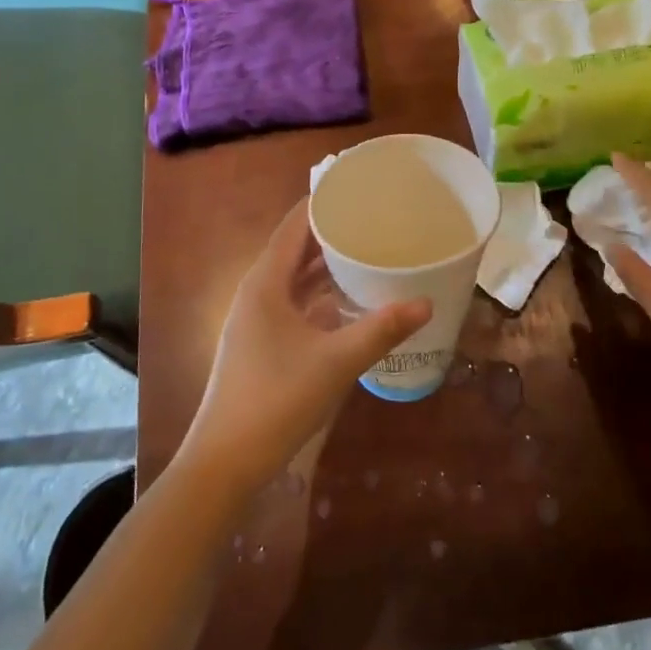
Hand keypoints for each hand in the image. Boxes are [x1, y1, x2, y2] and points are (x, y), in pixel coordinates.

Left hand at [179, 199, 431, 499]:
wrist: (224, 462)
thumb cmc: (276, 400)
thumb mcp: (336, 362)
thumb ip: (381, 330)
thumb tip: (426, 303)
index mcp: (266, 282)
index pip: (295, 224)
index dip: (323, 202)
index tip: (358, 187)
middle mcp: (257, 291)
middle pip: (295, 248)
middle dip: (331, 232)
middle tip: (374, 218)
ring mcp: (256, 319)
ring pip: (295, 278)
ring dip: (326, 265)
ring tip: (367, 250)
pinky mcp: (260, 343)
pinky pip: (293, 303)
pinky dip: (319, 296)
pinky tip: (349, 302)